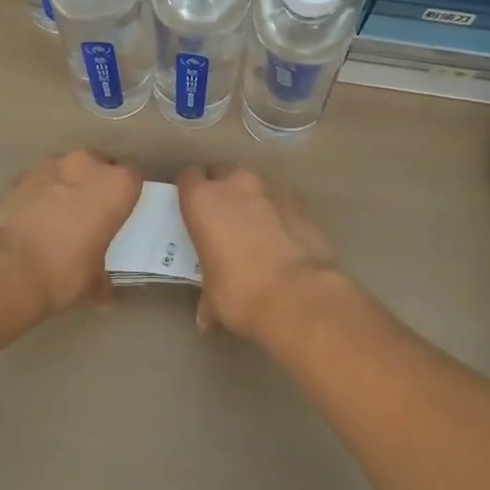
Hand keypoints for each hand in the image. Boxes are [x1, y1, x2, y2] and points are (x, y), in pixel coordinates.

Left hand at [0, 150, 142, 315]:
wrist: (7, 268)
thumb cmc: (65, 271)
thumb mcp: (93, 281)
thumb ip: (102, 279)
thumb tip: (104, 296)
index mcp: (117, 185)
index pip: (133, 177)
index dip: (126, 195)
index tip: (119, 213)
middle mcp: (88, 165)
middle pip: (99, 167)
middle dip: (95, 186)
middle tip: (90, 215)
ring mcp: (52, 165)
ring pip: (67, 170)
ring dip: (66, 187)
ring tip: (57, 218)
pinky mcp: (21, 175)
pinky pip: (40, 181)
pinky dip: (40, 194)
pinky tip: (33, 220)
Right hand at [175, 166, 338, 342]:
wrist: (298, 295)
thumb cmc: (240, 293)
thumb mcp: (213, 298)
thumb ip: (207, 297)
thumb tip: (207, 317)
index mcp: (203, 200)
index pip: (188, 177)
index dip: (190, 191)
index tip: (193, 209)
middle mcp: (236, 184)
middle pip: (222, 173)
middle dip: (222, 190)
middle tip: (223, 218)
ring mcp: (271, 189)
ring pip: (255, 185)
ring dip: (252, 200)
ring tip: (256, 230)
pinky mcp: (300, 202)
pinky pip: (281, 201)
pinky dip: (278, 213)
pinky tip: (282, 239)